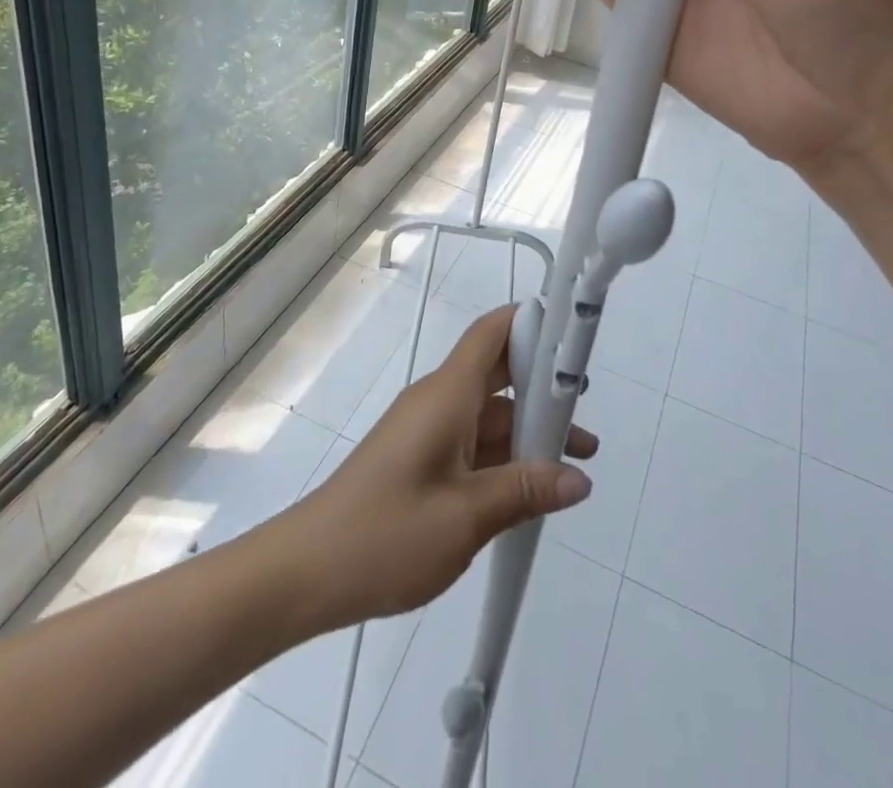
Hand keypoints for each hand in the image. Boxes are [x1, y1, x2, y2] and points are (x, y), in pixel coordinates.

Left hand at [276, 306, 596, 627]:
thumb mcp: (466, 516)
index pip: (492, 333)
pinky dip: (505, 456)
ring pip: (489, 414)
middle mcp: (438, 401)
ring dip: (529, 431)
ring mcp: (427, 430)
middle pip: (498, 372)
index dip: (532, 321)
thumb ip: (525, 492)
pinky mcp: (420, 459)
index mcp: (447, 394)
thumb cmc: (386, 533)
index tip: (573, 331)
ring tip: (577, 461)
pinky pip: (472, 442)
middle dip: (544, 384)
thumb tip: (579, 479)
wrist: (305, 571)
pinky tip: (533, 487)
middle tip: (586, 405)